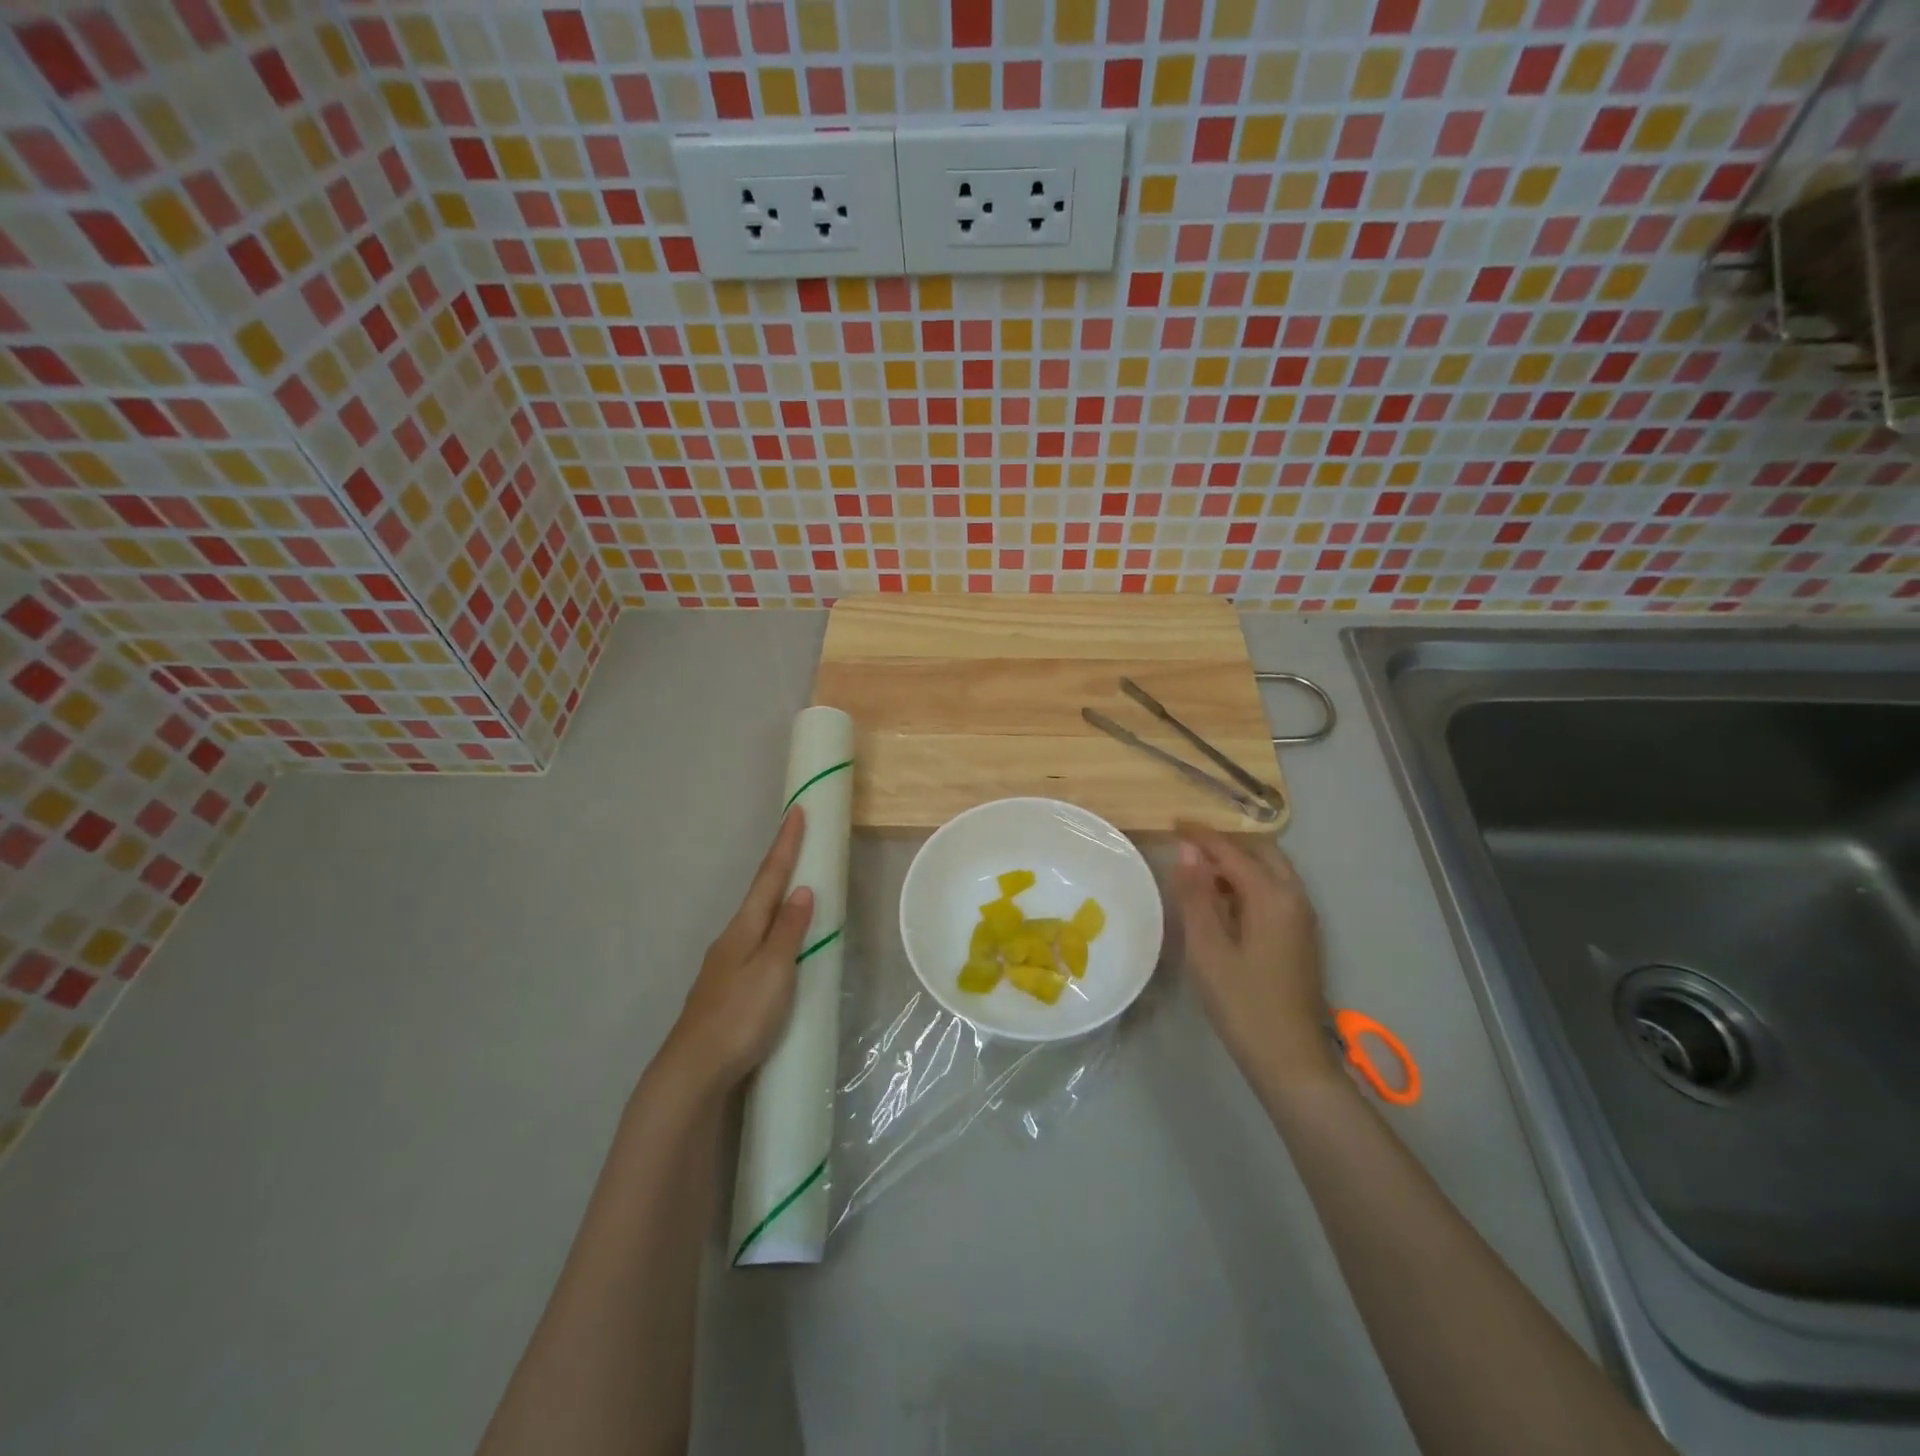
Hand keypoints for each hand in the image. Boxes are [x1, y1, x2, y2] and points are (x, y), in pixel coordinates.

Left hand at [662, 808, 814, 1096]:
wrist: (693, 1073)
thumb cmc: (740, 1017)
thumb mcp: (773, 971)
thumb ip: (789, 931)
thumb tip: (802, 890)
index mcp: (743, 930)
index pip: (769, 878)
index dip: (785, 845)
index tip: (796, 811)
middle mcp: (730, 941)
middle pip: (759, 896)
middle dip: (780, 868)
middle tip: (798, 846)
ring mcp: (723, 968)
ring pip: (755, 924)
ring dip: (775, 903)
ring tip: (795, 893)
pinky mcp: (725, 993)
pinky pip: (754, 948)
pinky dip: (771, 934)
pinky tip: (776, 950)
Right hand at [1173, 823, 1340, 1093]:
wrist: (1290, 1059)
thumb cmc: (1242, 1003)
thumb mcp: (1208, 948)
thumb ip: (1196, 895)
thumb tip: (1187, 850)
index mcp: (1272, 897)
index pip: (1232, 851)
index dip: (1201, 836)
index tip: (1172, 823)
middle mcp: (1295, 898)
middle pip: (1262, 852)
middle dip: (1225, 843)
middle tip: (1188, 845)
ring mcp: (1303, 918)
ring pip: (1272, 871)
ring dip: (1238, 862)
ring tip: (1199, 870)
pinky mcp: (1301, 936)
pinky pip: (1275, 891)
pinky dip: (1249, 882)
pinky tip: (1223, 900)